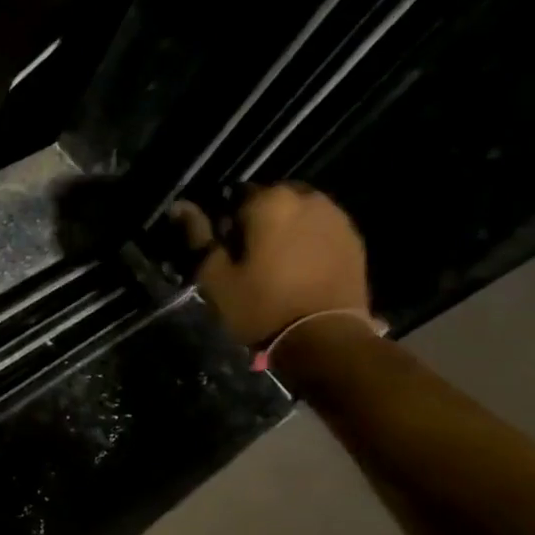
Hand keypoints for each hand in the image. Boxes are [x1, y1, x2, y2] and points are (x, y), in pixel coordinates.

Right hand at [171, 183, 371, 347]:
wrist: (325, 338)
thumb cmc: (260, 305)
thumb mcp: (215, 275)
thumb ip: (198, 235)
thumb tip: (180, 205)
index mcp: (270, 201)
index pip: (234, 195)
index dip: (224, 222)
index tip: (222, 248)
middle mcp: (307, 198)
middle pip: (270, 201)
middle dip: (256, 221)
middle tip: (246, 257)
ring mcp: (336, 217)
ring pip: (297, 213)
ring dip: (283, 229)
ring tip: (273, 264)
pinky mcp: (354, 239)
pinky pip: (319, 229)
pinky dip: (306, 240)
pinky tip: (298, 270)